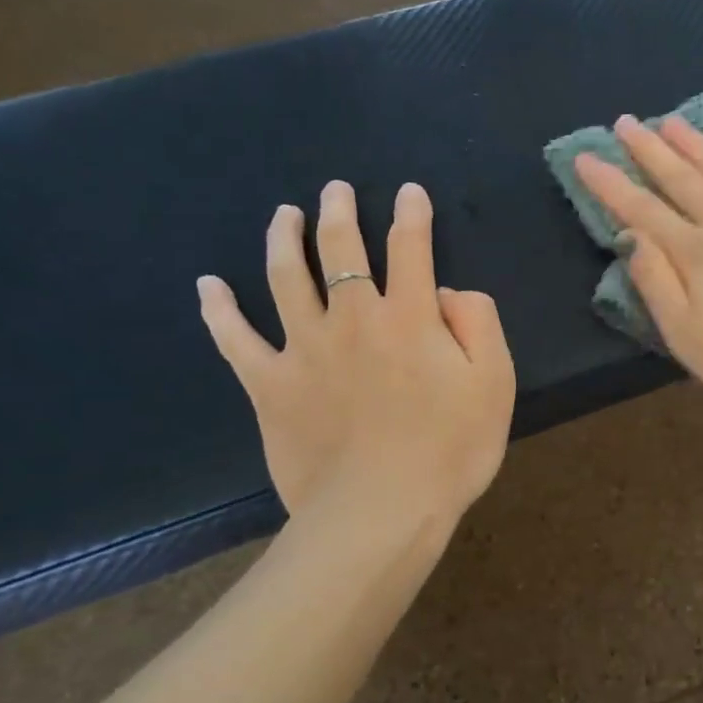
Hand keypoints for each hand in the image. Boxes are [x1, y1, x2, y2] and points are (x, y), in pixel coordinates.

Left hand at [196, 181, 515, 524]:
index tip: (408, 192)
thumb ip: (479, 324)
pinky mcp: (269, 384)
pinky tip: (207, 287)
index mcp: (409, 316)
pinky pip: (235, 340)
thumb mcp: (494, 383)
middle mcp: (352, 318)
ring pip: (285, 277)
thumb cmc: (450, 450)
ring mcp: (304, 348)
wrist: (382, 511)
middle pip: (340, 249)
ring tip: (284, 215)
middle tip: (334, 190)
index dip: (411, 214)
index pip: (410, 247)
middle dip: (339, 212)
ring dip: (284, 238)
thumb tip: (448, 293)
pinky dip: (219, 311)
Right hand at [573, 116, 702, 417]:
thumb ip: (657, 284)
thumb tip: (631, 236)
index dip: (611, 183)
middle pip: (682, 179)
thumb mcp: (690, 339)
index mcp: (696, 254)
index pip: (642, 210)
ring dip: (695, 145)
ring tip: (671, 122)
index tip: (586, 156)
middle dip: (649, 150)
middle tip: (626, 122)